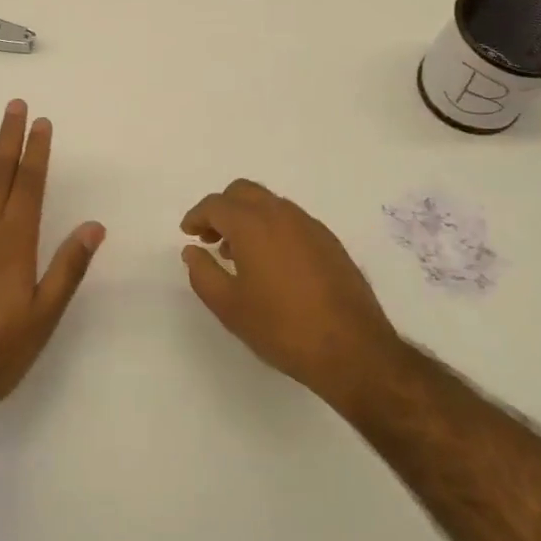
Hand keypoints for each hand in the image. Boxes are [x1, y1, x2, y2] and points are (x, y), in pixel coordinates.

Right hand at [181, 179, 402, 409]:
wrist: (352, 348)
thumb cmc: (281, 327)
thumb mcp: (229, 306)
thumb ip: (203, 273)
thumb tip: (192, 250)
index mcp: (253, 224)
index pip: (216, 204)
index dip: (197, 216)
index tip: (188, 233)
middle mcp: (282, 214)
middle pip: (244, 192)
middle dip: (222, 208)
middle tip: (210, 238)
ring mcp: (310, 225)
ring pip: (270, 204)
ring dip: (248, 217)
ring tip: (239, 254)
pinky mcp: (330, 242)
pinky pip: (292, 221)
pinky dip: (272, 228)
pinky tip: (272, 264)